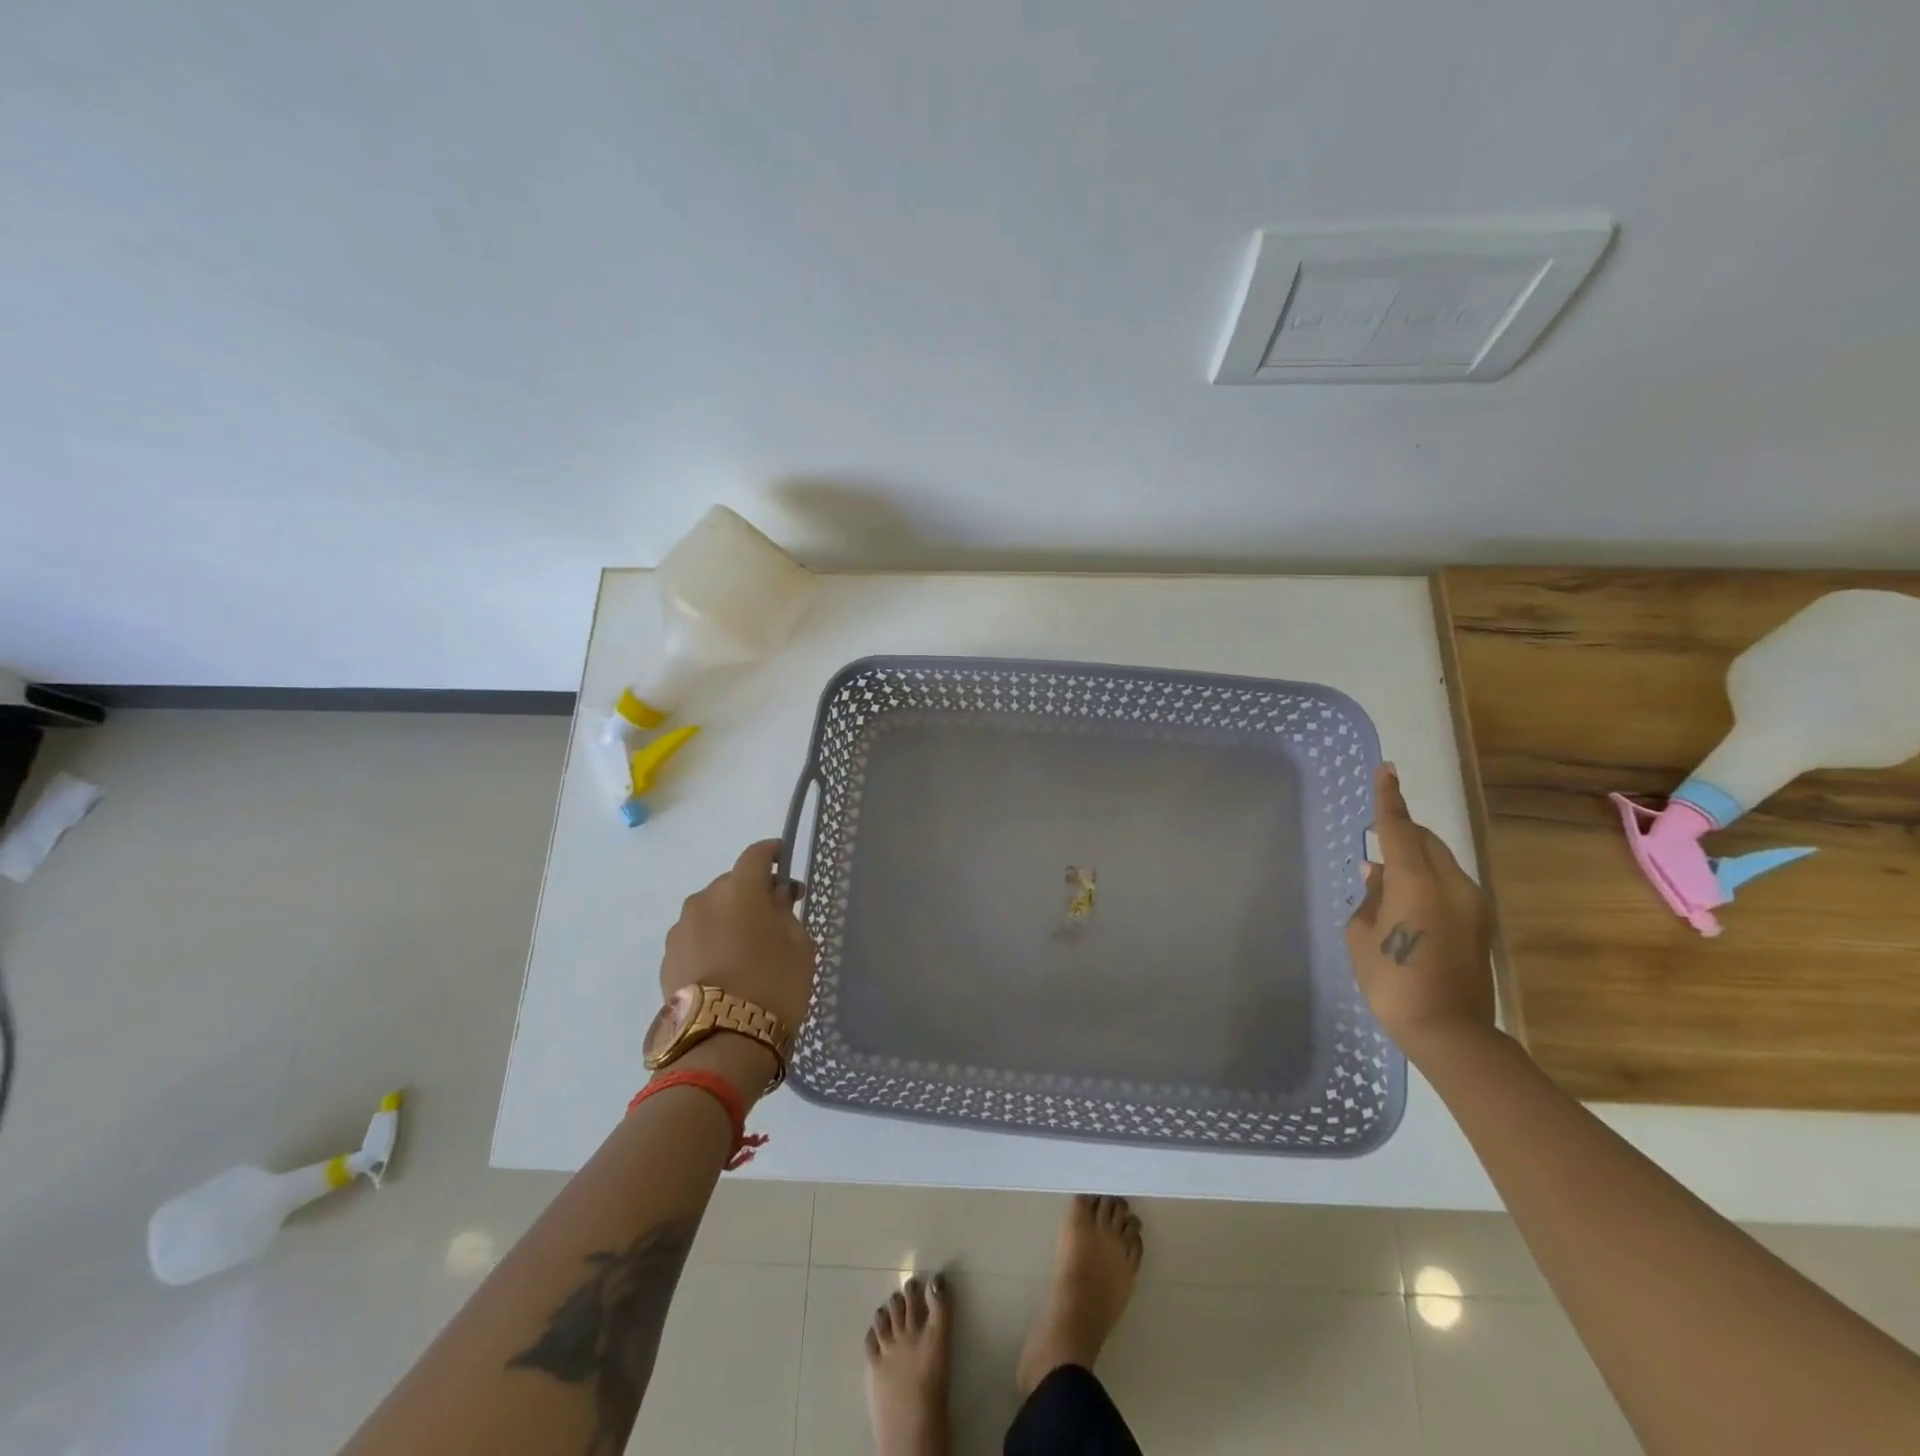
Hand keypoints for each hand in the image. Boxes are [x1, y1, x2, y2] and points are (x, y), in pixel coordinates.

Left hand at [660, 840, 816, 1031]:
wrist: (722, 1042)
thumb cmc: (774, 984)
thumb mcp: (799, 945)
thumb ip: (786, 912)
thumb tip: (776, 897)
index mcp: (739, 889)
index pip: (756, 855)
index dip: (773, 853)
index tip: (785, 861)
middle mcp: (704, 900)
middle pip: (732, 884)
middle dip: (752, 893)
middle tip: (774, 916)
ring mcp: (681, 930)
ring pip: (711, 911)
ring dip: (729, 918)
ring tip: (747, 948)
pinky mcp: (668, 959)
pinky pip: (696, 937)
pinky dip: (712, 942)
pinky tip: (727, 968)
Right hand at [1344, 764, 1496, 1056]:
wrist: (1448, 1030)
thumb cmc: (1392, 981)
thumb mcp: (1362, 935)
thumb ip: (1370, 896)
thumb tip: (1377, 873)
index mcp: (1417, 883)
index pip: (1400, 828)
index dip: (1389, 799)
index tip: (1386, 770)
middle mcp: (1452, 884)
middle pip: (1426, 841)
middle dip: (1402, 831)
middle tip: (1376, 837)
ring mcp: (1472, 904)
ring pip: (1439, 862)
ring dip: (1413, 858)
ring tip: (1384, 875)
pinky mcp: (1478, 922)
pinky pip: (1447, 883)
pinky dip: (1424, 878)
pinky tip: (1403, 899)